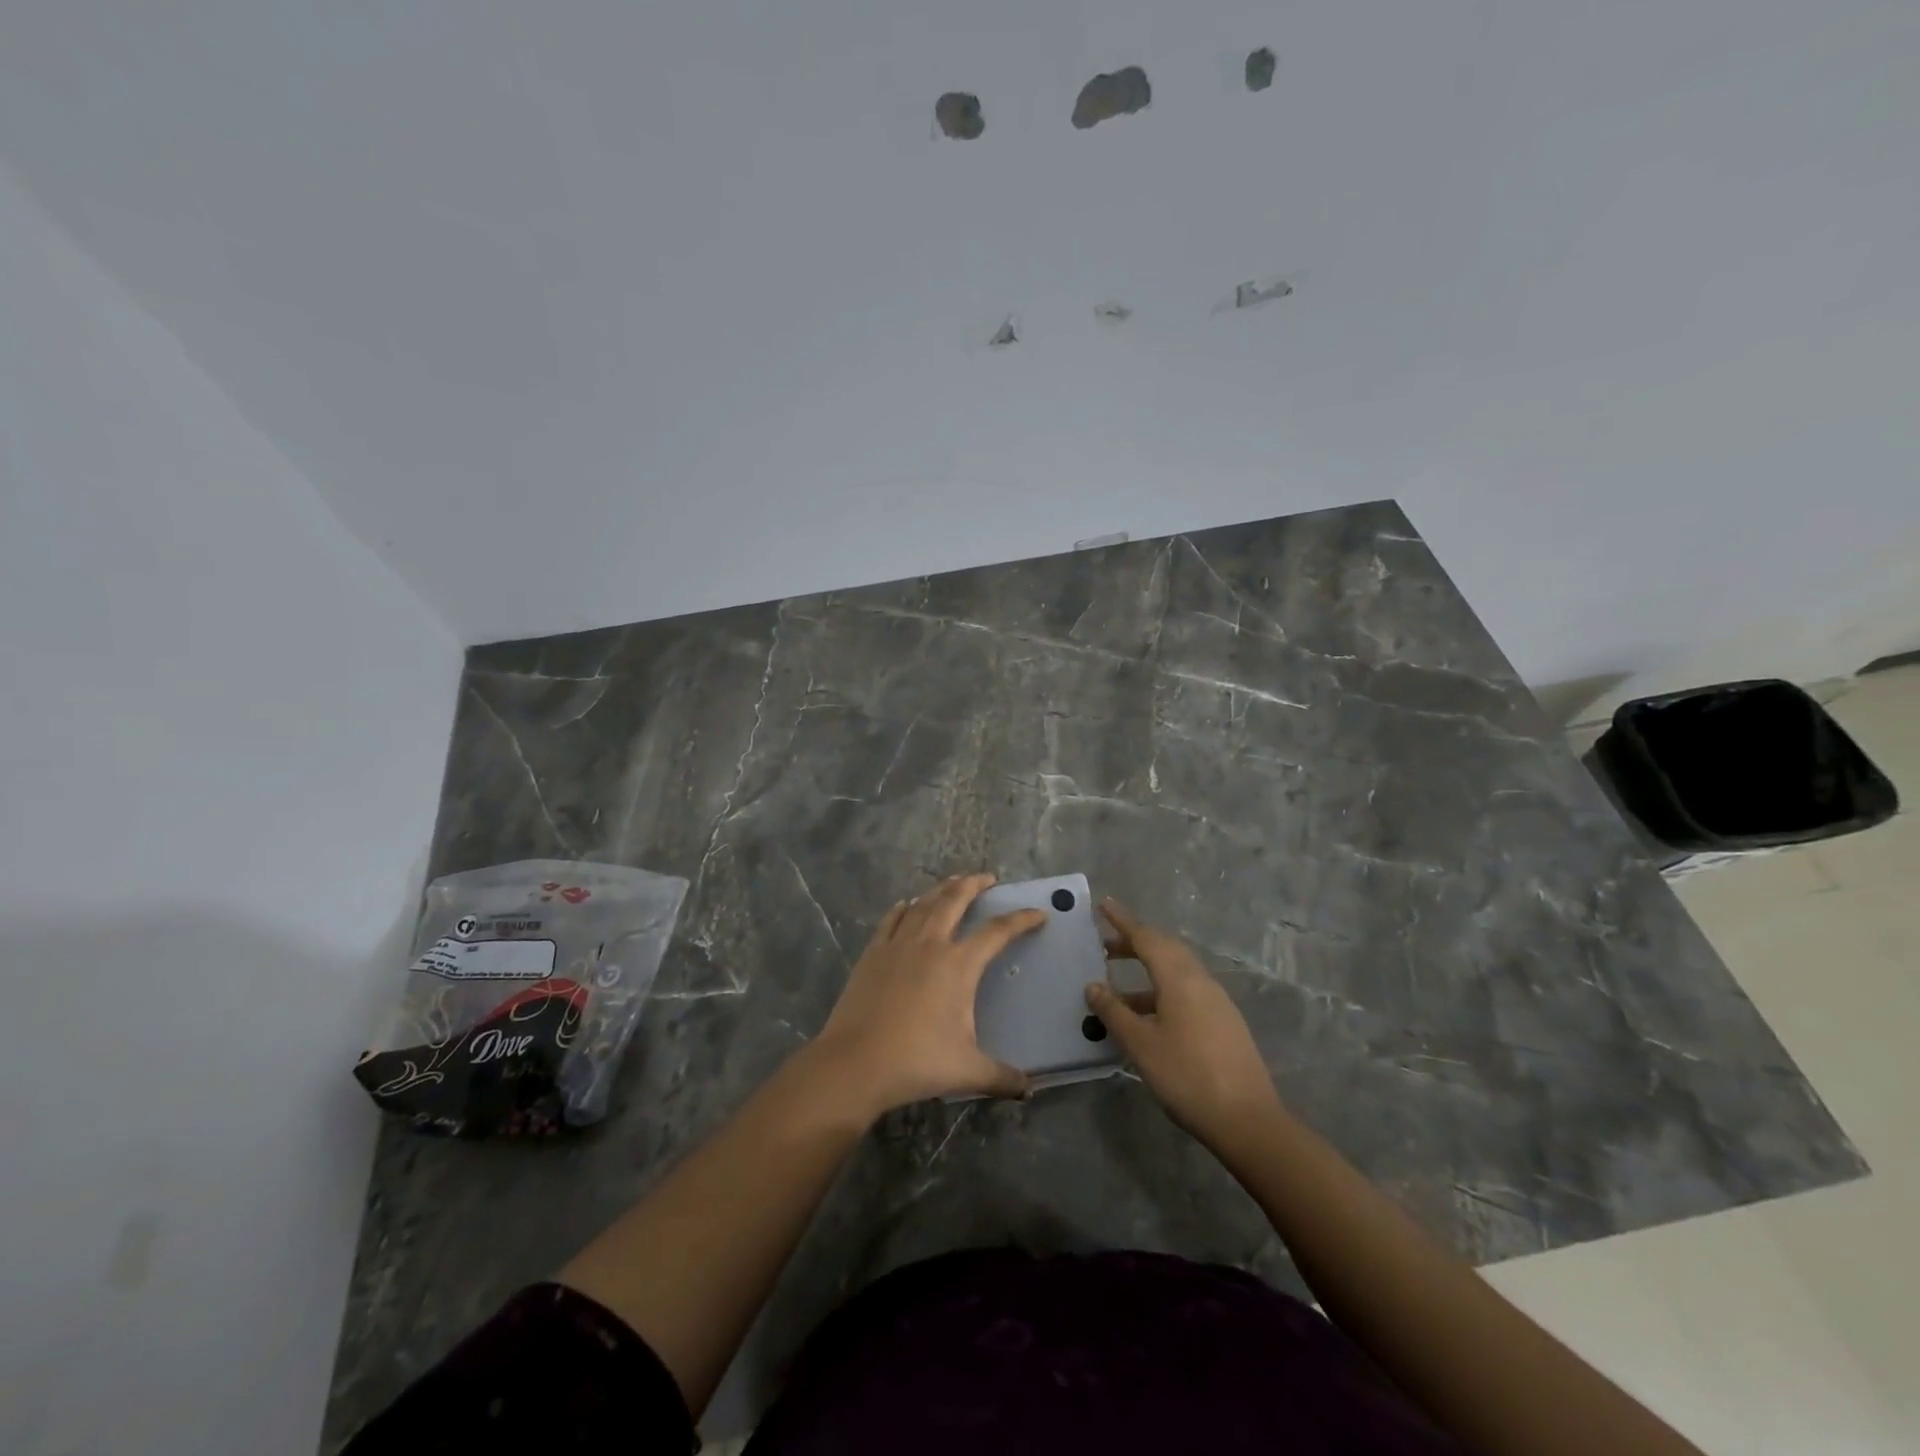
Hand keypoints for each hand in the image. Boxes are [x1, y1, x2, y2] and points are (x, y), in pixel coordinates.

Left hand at [812, 874, 1043, 1115]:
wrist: (856, 1062)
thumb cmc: (917, 1062)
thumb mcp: (967, 1071)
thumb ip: (1001, 1076)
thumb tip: (1027, 1089)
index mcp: (959, 964)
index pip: (997, 932)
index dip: (1021, 920)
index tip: (1037, 914)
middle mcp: (930, 944)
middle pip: (955, 900)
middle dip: (974, 884)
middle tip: (987, 878)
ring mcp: (898, 945)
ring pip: (923, 904)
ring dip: (940, 890)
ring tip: (951, 883)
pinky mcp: (872, 953)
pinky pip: (891, 920)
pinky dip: (903, 908)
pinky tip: (906, 905)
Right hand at [1085, 899, 1280, 1145]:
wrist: (1247, 1120)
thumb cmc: (1186, 1076)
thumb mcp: (1141, 1044)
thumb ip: (1114, 1012)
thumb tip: (1093, 985)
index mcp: (1180, 978)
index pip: (1146, 937)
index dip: (1123, 921)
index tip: (1104, 904)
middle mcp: (1201, 981)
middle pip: (1165, 949)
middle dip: (1135, 944)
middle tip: (1105, 946)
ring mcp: (1216, 1001)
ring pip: (1177, 972)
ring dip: (1147, 972)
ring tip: (1117, 991)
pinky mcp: (1224, 1022)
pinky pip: (1187, 992)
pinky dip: (1161, 992)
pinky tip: (1147, 1017)